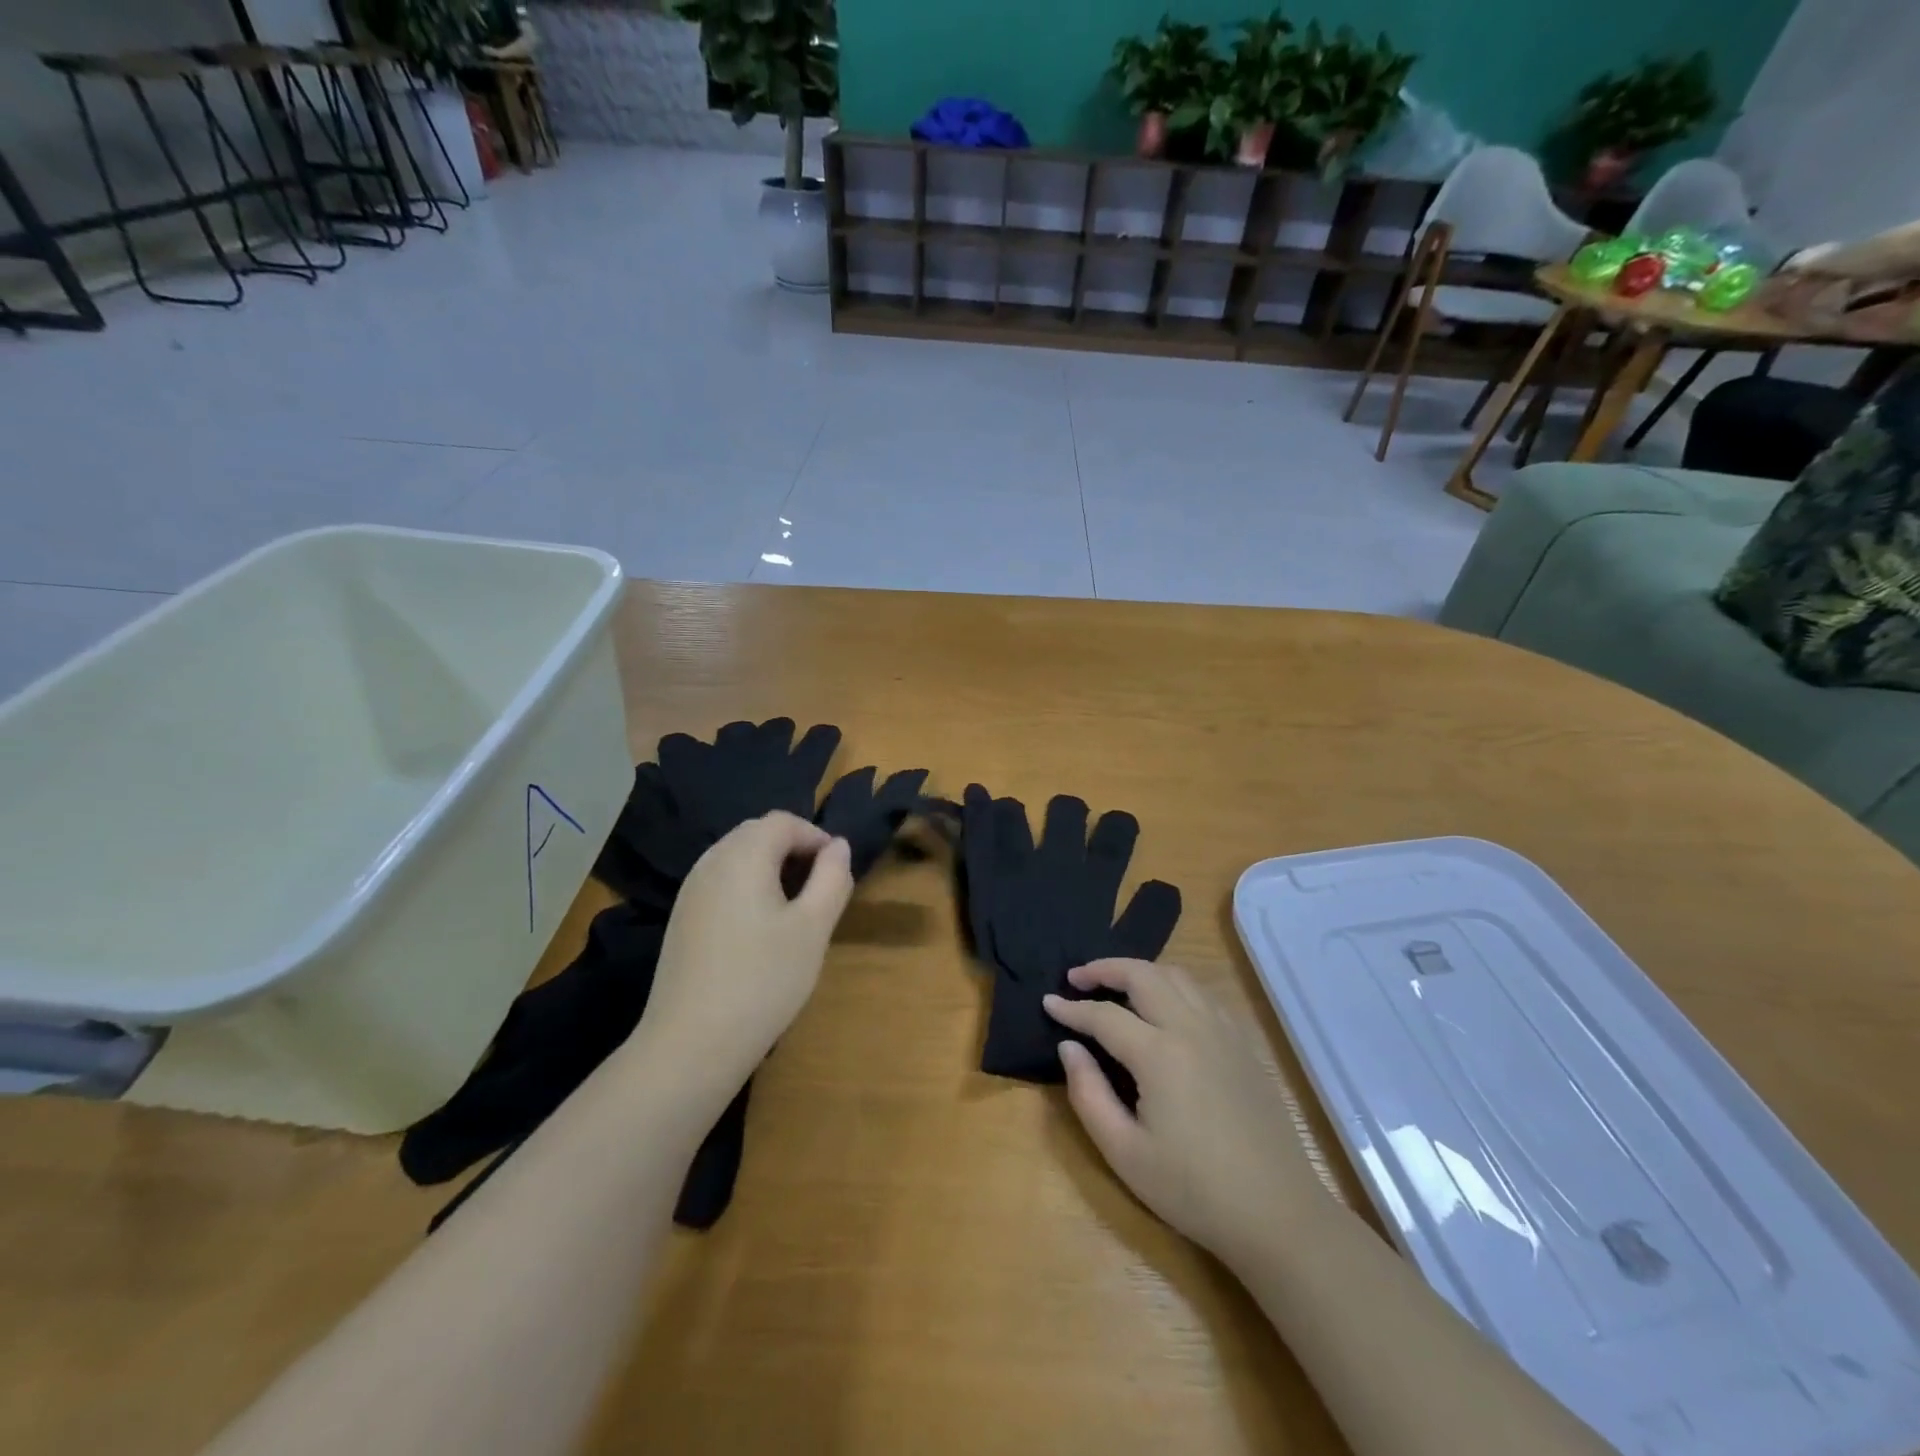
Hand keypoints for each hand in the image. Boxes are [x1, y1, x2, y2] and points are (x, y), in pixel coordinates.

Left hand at [633, 812, 853, 1100]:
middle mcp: (711, 861)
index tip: (837, 872)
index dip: (816, 837)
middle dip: (793, 850)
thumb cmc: (763, 980)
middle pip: (757, 834)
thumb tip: (839, 846)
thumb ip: (832, 878)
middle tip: (819, 890)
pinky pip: (721, 883)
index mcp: (743, 855)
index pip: (783, 822)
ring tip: (794, 911)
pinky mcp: (681, 919)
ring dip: (770, 869)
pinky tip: (759, 931)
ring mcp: (690, 891)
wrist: (691, 1044)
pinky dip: (747, 888)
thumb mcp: (813, 928)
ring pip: (737, 858)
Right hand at [1044, 960, 1325, 1261]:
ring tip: (1115, 984)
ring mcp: (1222, 1032)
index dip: (1071, 1008)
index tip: (1048, 1003)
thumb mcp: (1124, 1153)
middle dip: (1104, 968)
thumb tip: (1069, 1047)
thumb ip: (1088, 1094)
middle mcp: (1191, 1028)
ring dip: (1140, 971)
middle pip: (1142, 974)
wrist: (1277, 1214)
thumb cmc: (1193, 1190)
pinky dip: (1172, 985)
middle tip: (1076, 978)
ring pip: (1176, 976)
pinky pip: (1202, 994)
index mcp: (1159, 1054)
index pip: (1104, 1015)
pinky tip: (1163, 1006)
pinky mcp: (1242, 1044)